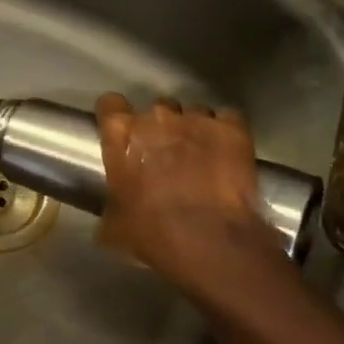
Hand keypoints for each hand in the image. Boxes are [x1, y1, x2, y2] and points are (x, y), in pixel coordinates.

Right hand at [94, 93, 290, 310]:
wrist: (208, 240)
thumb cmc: (151, 231)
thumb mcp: (114, 222)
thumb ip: (111, 200)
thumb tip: (114, 208)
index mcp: (120, 133)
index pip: (110, 104)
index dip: (115, 116)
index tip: (120, 131)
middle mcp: (156, 116)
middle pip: (156, 107)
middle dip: (159, 126)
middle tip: (164, 152)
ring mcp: (197, 118)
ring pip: (193, 112)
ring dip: (193, 128)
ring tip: (200, 154)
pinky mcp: (233, 128)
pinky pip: (226, 118)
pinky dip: (224, 131)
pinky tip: (226, 151)